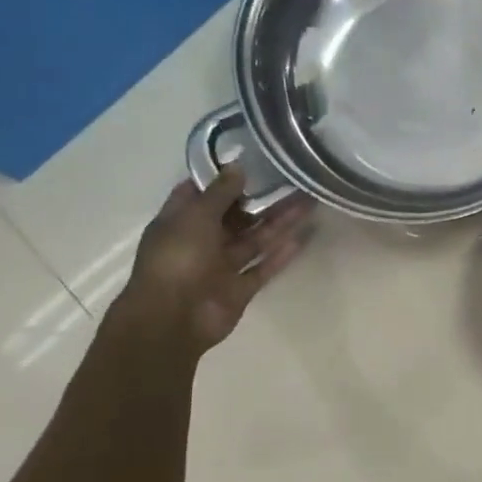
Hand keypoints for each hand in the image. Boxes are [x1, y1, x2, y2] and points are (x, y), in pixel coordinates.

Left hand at [114, 170, 314, 353]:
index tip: (253, 161)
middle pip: (236, 216)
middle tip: (293, 181)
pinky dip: (280, 255)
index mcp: (181, 222)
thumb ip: (219, 193)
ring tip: (308, 203)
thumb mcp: (195, 217)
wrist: (172, 320)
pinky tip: (302, 238)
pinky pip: (263, 268)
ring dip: (279, 223)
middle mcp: (201, 242)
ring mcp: (221, 267)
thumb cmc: (177, 260)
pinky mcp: (239, 289)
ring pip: (254, 240)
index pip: (202, 194)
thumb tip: (238, 166)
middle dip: (262, 200)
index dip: (225, 178)